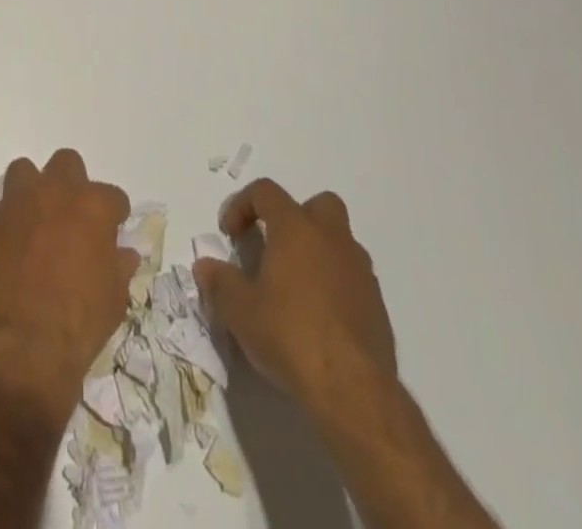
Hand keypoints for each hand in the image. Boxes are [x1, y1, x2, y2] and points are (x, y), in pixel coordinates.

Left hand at [0, 149, 138, 428]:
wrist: (13, 355)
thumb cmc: (75, 330)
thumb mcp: (112, 302)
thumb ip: (117, 268)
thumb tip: (122, 254)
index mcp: (90, 207)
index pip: (112, 196)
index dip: (113, 215)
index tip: (111, 231)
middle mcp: (52, 194)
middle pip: (66, 164)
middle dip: (72, 185)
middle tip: (72, 218)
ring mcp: (14, 206)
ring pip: (24, 172)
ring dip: (33, 192)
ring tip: (36, 225)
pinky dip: (8, 227)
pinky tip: (10, 256)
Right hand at [193, 179, 397, 412]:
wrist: (353, 390)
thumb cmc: (290, 335)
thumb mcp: (240, 311)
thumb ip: (220, 282)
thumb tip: (205, 266)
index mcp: (296, 227)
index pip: (265, 191)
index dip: (241, 205)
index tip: (230, 236)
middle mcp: (332, 237)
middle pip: (317, 204)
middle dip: (294, 218)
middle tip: (275, 248)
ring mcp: (360, 270)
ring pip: (338, 241)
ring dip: (316, 252)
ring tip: (294, 287)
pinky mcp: (377, 304)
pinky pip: (352, 277)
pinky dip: (334, 284)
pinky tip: (318, 317)